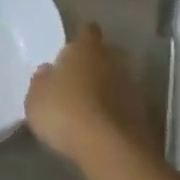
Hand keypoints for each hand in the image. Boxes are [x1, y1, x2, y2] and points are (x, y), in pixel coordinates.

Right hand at [26, 21, 157, 169]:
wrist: (110, 149)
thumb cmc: (65, 112)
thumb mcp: (36, 99)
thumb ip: (41, 81)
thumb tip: (47, 71)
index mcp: (85, 48)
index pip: (87, 31)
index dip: (81, 39)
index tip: (73, 49)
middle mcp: (113, 59)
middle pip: (106, 54)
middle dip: (96, 63)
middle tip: (79, 79)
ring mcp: (131, 86)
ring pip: (117, 79)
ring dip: (107, 89)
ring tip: (90, 107)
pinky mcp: (143, 113)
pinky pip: (125, 105)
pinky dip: (116, 111)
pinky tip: (103, 127)